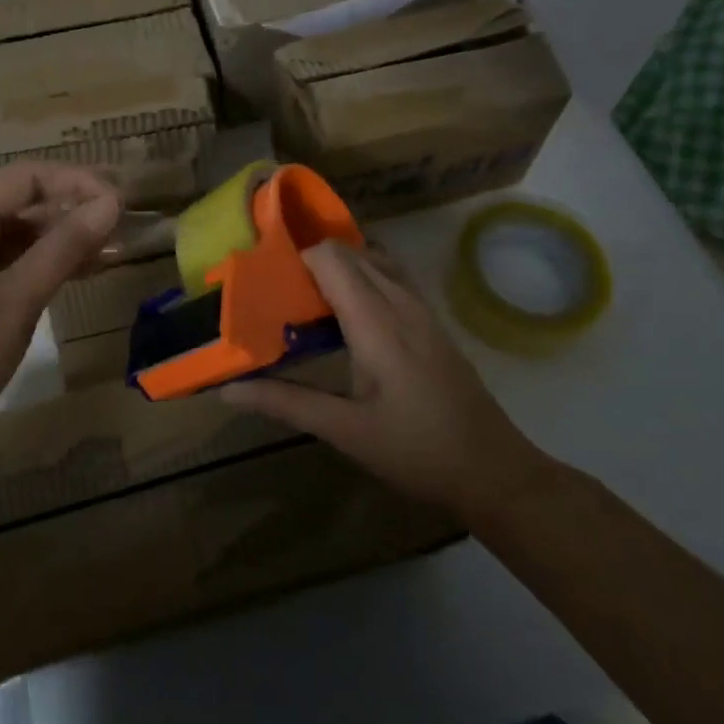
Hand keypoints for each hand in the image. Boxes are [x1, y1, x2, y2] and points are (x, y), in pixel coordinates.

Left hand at [0, 162, 120, 499]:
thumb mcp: (15, 302)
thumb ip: (63, 249)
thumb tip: (111, 203)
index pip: (21, 178)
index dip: (73, 180)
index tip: (119, 198)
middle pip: (19, 204)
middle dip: (72, 208)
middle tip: (125, 223)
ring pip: (17, 236)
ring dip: (63, 239)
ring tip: (115, 248)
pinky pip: (9, 266)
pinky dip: (45, 266)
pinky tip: (84, 272)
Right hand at [220, 239, 551, 525]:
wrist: (495, 471)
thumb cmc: (417, 451)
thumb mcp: (346, 431)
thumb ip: (287, 403)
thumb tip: (228, 389)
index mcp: (376, 321)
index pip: (330, 257)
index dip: (295, 259)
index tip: (266, 282)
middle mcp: (400, 302)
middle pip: (349, 252)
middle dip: (310, 261)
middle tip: (277, 293)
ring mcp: (421, 308)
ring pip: (373, 260)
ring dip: (338, 267)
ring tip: (305, 299)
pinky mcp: (431, 320)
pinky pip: (390, 275)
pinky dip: (361, 276)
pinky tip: (346, 313)